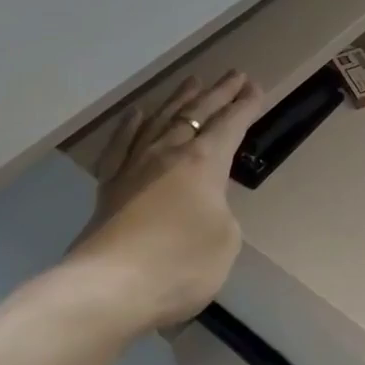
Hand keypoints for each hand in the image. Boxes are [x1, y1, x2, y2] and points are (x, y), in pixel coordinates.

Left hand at [50, 71, 263, 334]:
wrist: (108, 289)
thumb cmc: (179, 264)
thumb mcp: (225, 240)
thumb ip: (220, 214)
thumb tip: (202, 207)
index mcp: (203, 163)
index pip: (230, 125)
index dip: (245, 106)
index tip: (256, 87)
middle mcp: (168, 154)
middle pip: (196, 114)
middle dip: (218, 93)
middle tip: (234, 74)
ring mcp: (134, 168)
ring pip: (159, 122)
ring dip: (178, 100)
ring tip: (192, 81)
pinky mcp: (108, 189)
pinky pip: (120, 147)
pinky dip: (130, 128)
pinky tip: (136, 115)